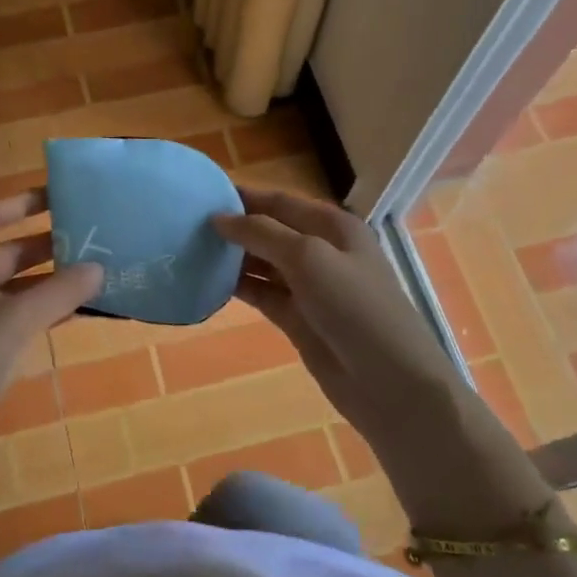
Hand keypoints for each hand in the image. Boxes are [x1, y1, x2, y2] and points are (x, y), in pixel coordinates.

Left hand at [0, 190, 101, 445]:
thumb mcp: (12, 321)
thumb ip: (58, 292)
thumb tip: (98, 269)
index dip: (19, 205)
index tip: (56, 196)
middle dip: (41, 247)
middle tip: (87, 239)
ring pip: (7, 291)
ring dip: (44, 284)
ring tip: (89, 275)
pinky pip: (7, 321)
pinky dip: (36, 315)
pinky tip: (71, 315)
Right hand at [214, 188, 457, 451]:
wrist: (390, 381)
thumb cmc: (355, 307)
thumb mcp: (309, 258)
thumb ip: (262, 234)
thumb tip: (219, 218)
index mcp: (333, 227)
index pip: (280, 202)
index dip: (244, 197)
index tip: (201, 194)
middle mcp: (321, 251)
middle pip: (270, 231)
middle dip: (234, 227)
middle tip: (186, 225)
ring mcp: (310, 287)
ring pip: (263, 263)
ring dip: (233, 257)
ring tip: (190, 251)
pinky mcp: (298, 319)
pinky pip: (263, 294)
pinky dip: (239, 288)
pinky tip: (208, 283)